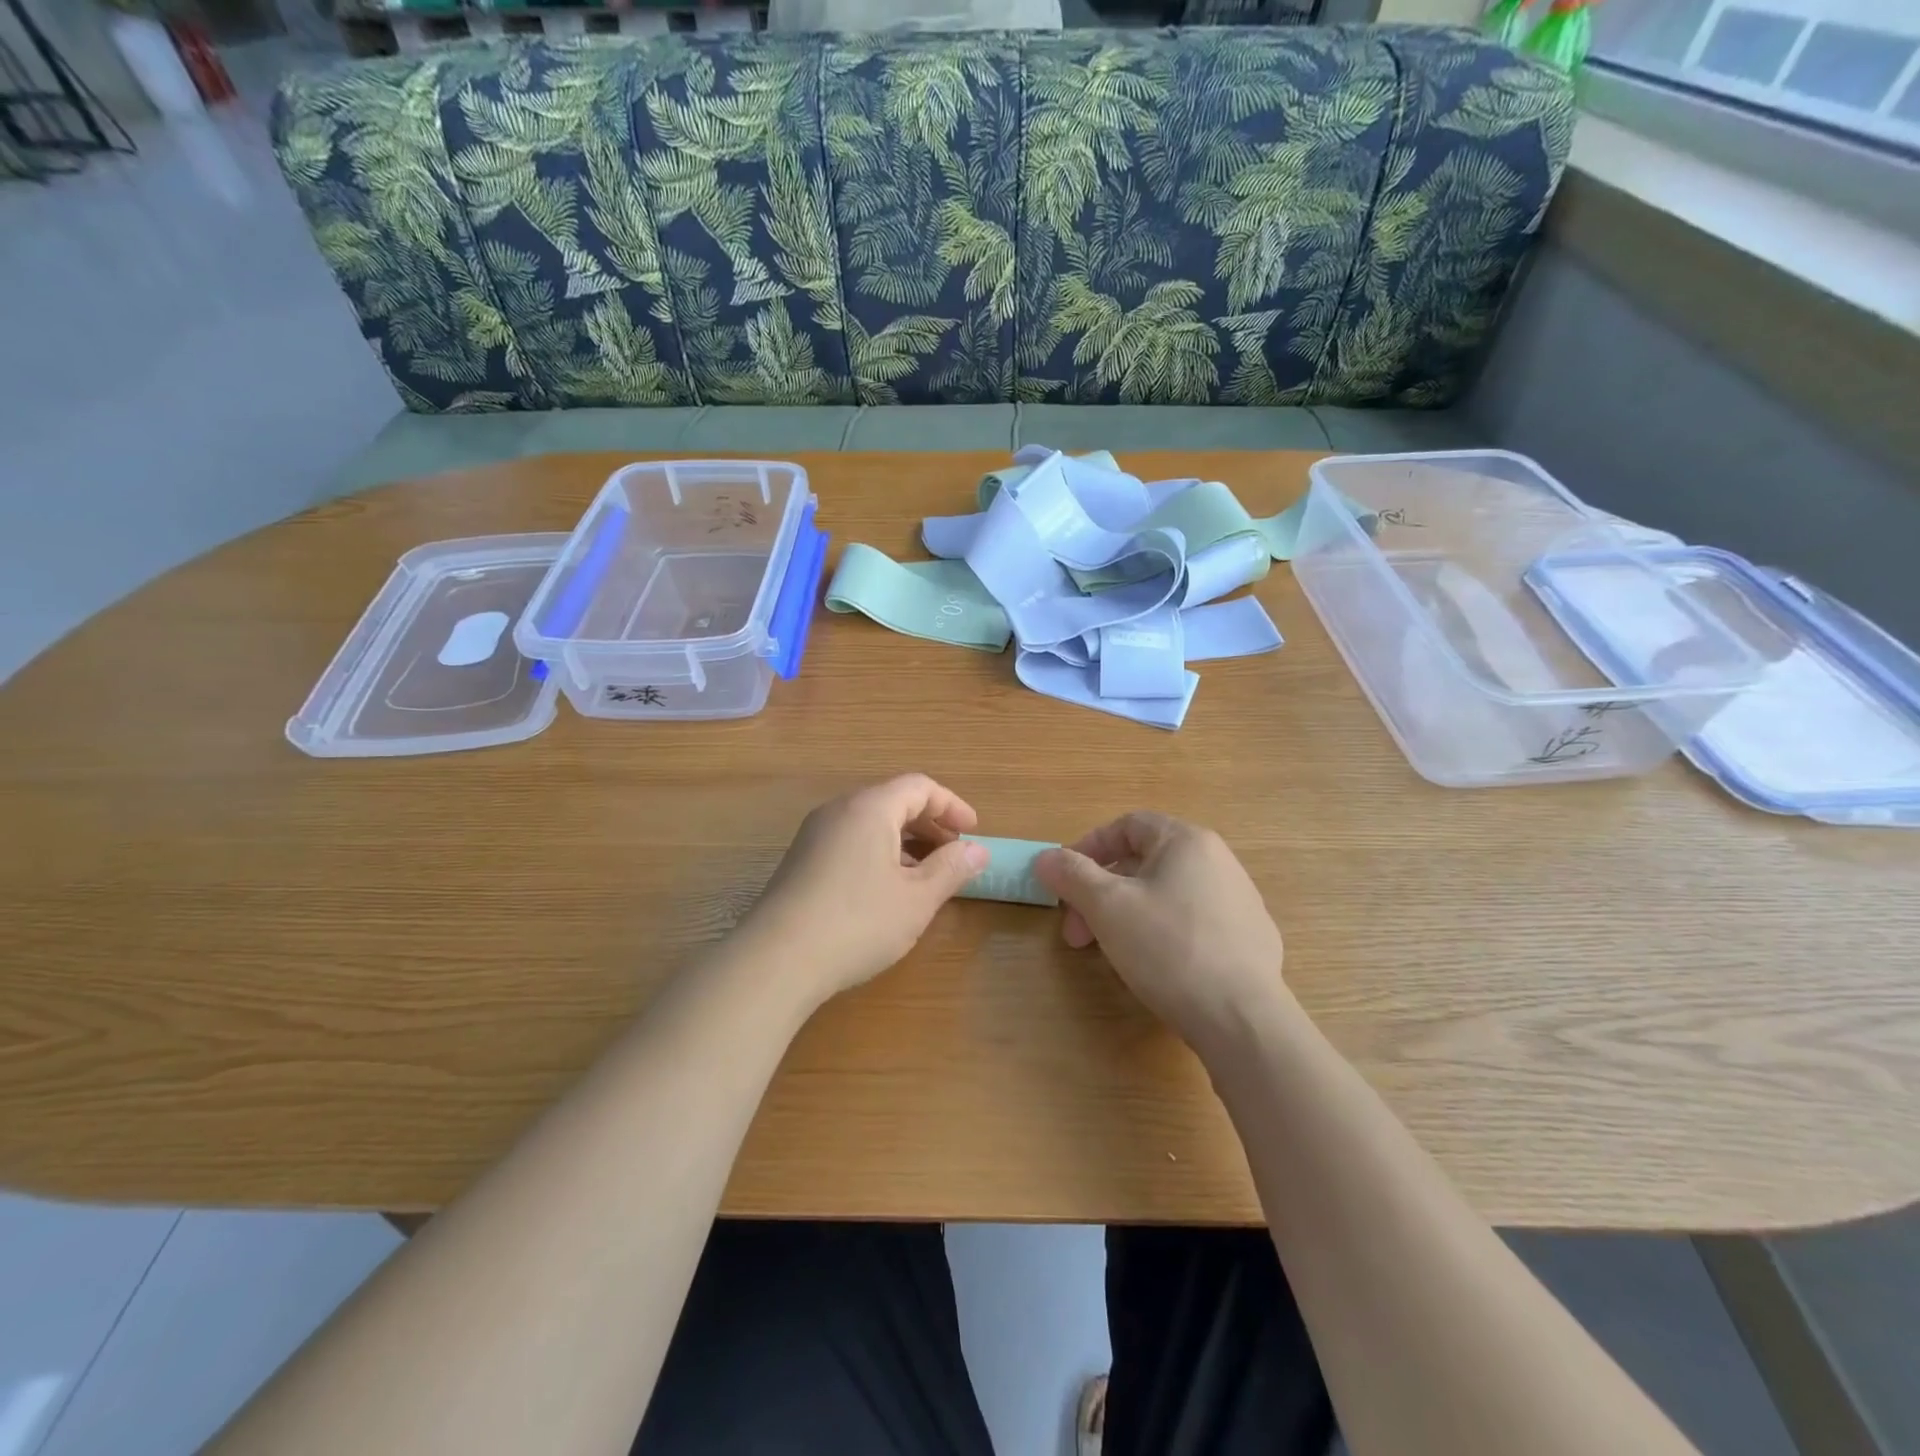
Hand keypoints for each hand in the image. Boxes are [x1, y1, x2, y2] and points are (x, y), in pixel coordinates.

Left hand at [740, 774, 989, 1009]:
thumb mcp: (917, 899)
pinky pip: (850, 842)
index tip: (973, 832)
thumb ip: (951, 869)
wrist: (776, 960)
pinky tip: (888, 891)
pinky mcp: (801, 862)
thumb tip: (978, 851)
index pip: (919, 787)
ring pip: (870, 824)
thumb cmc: (858, 922)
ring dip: (905, 842)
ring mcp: (814, 836)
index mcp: (870, 808)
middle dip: (930, 824)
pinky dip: (879, 854)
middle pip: (893, 801)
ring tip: (926, 876)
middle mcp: (839, 811)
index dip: (952, 806)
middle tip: (954, 854)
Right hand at [1034, 813, 1290, 1059]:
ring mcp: (1239, 901)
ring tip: (1109, 952)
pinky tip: (1153, 967)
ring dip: (1127, 914)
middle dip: (1101, 893)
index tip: (1064, 881)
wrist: (1242, 1019)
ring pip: (1166, 894)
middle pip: (1144, 862)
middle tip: (1078, 933)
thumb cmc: (1168, 949)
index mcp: (1186, 841)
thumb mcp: (1107, 907)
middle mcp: (1218, 861)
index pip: (1127, 825)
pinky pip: (1191, 922)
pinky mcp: (1250, 939)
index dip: (1088, 848)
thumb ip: (1072, 875)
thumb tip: (1046, 857)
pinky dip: (1161, 933)